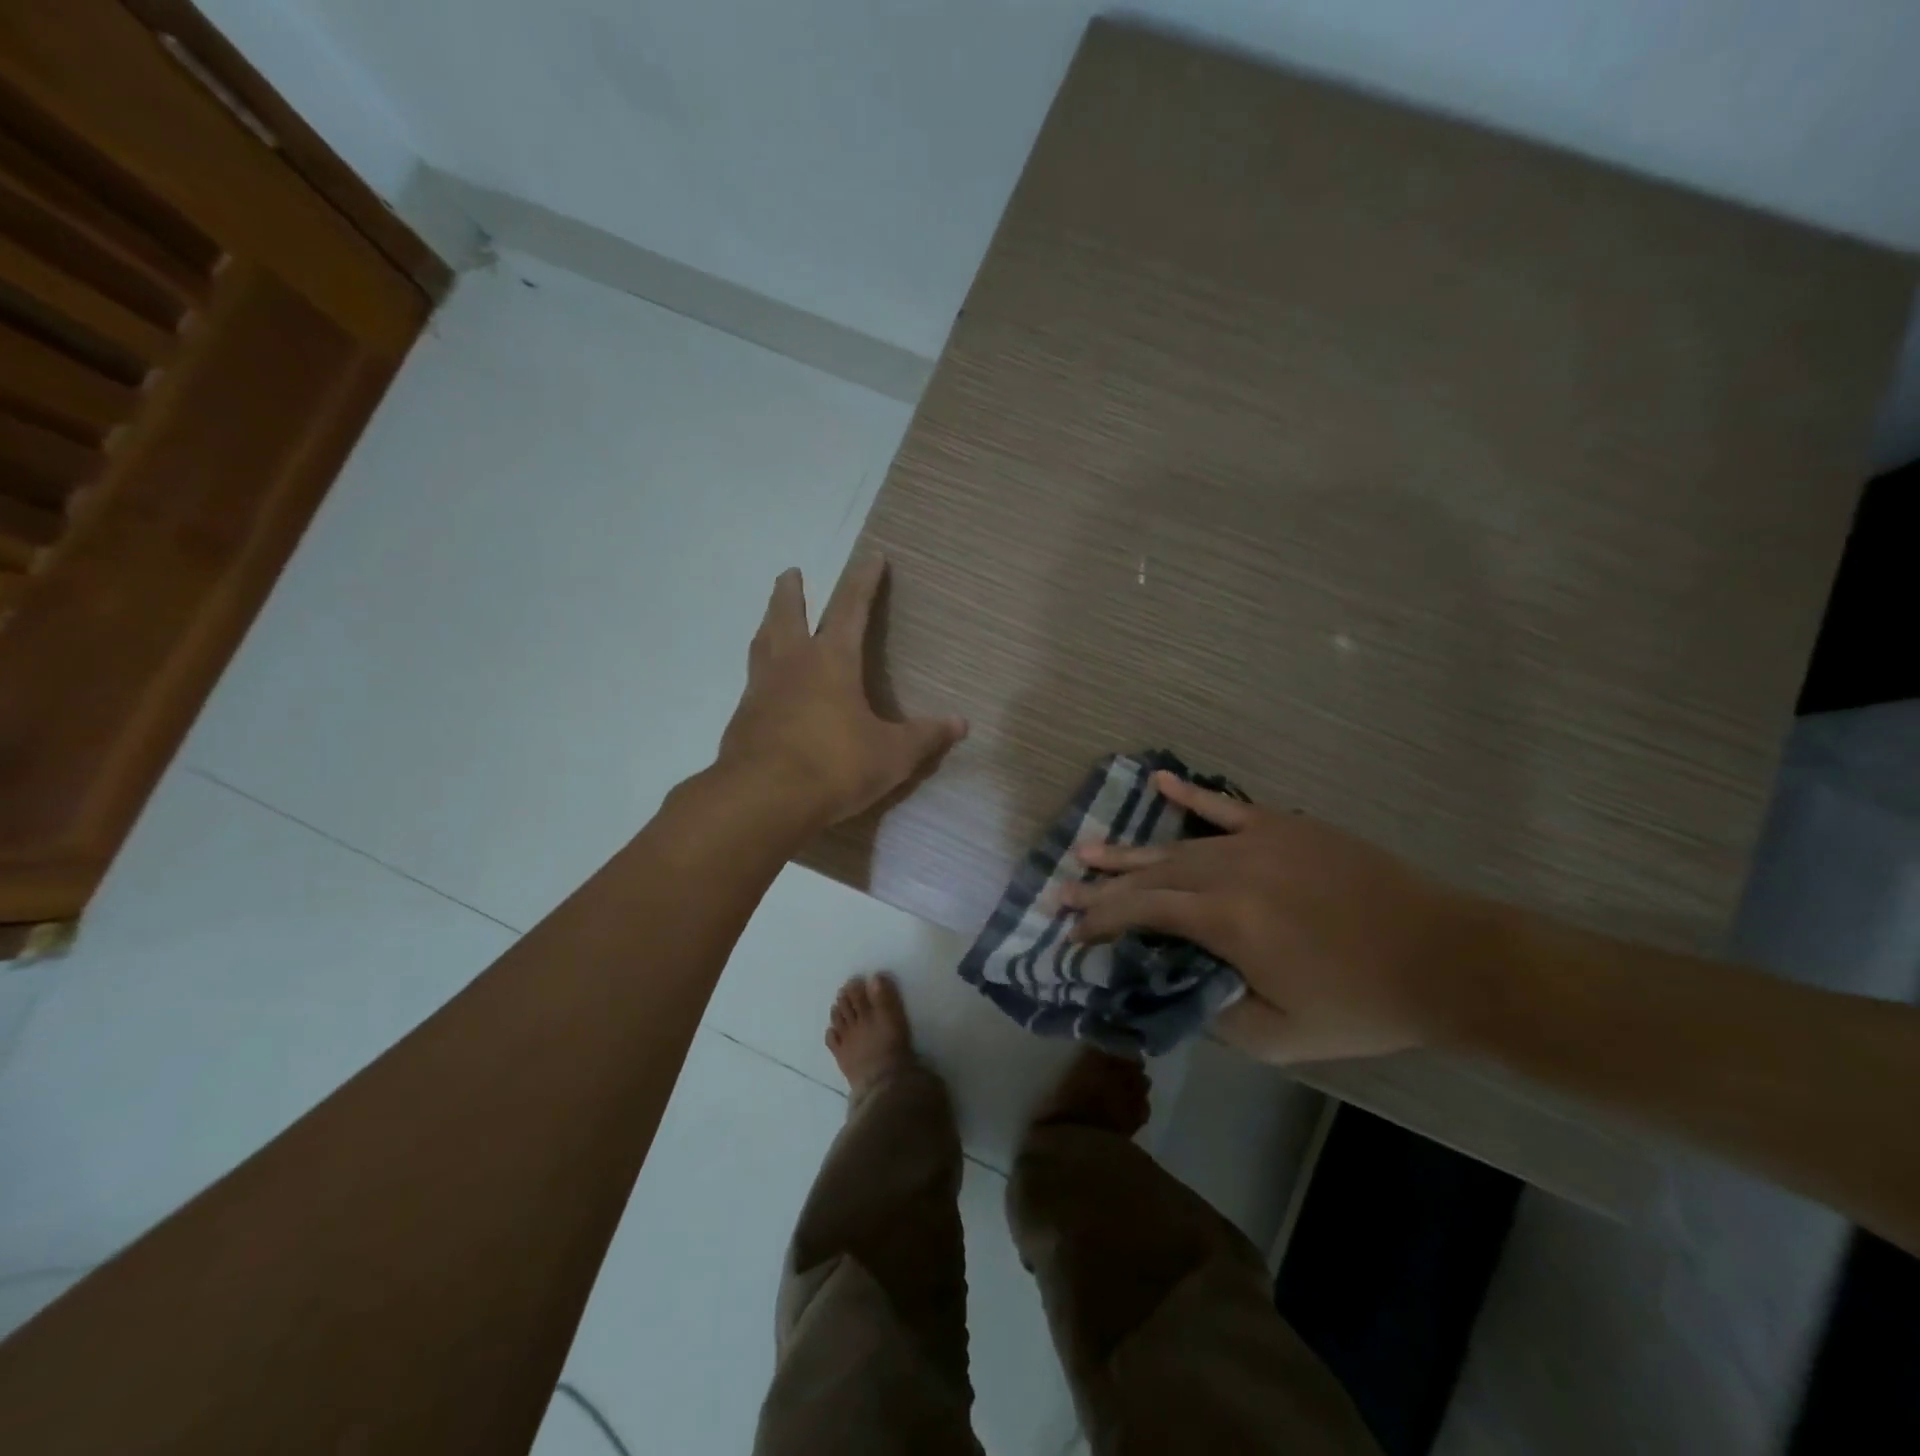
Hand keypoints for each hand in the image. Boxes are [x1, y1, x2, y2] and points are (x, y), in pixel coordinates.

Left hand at [716, 559, 966, 827]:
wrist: (763, 799)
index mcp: (831, 661)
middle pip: (787, 615)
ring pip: (762, 644)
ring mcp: (761, 690)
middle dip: (791, 592)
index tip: (871, 557)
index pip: (850, 608)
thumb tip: (960, 724)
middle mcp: (792, 665)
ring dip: (768, 624)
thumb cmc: (835, 765)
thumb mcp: (892, 754)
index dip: (863, 581)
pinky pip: (753, 682)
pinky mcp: (742, 720)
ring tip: (771, 619)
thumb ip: (925, 737)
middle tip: (790, 573)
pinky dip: (760, 671)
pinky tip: (766, 686)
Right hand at [1062, 773, 1491, 1063]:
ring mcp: (1258, 840)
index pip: (1143, 912)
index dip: (1102, 920)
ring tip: (1090, 850)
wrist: (1445, 957)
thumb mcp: (1281, 1037)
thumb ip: (1214, 1014)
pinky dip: (1189, 794)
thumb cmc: (1362, 1003)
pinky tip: (1157, 779)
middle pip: (1152, 874)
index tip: (1072, 930)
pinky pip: (1225, 806)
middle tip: (1063, 889)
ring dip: (1131, 851)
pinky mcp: (1285, 826)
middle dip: (1103, 885)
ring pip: (1178, 844)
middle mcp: (1231, 870)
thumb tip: (1172, 988)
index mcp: (1227, 920)